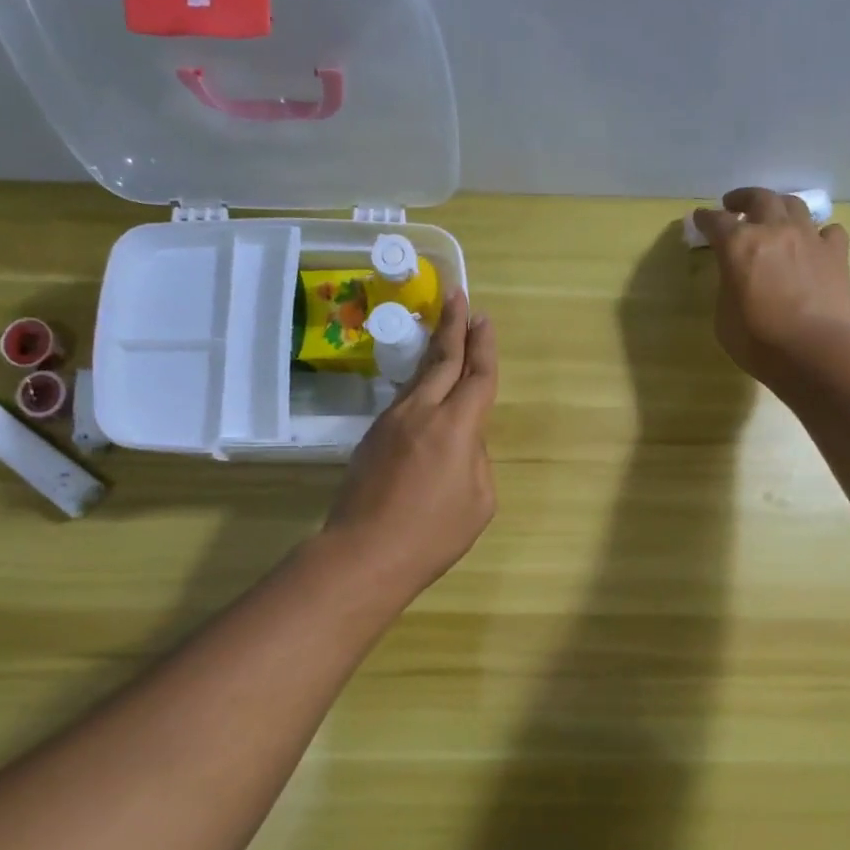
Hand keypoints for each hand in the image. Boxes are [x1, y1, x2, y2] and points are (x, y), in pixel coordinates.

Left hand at [325, 290, 497, 597]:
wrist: (364, 552)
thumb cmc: (433, 534)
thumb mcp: (479, 501)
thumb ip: (477, 460)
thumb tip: (463, 441)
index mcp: (456, 426)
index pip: (477, 376)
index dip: (484, 346)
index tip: (484, 319)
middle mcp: (422, 411)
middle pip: (441, 359)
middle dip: (454, 326)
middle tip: (459, 296)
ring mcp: (391, 421)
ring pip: (418, 377)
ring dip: (433, 351)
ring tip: (444, 332)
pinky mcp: (372, 437)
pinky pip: (403, 400)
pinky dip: (419, 384)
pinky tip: (424, 387)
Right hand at [690, 187, 849, 380]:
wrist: (812, 351)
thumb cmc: (757, 341)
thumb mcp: (723, 316)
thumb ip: (728, 286)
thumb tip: (737, 276)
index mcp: (739, 245)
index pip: (716, 221)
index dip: (705, 218)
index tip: (700, 218)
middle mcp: (774, 230)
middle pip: (759, 198)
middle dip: (743, 198)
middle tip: (735, 205)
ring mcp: (809, 238)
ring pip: (795, 204)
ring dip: (780, 206)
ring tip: (775, 216)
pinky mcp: (836, 252)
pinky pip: (829, 230)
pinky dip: (819, 233)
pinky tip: (814, 244)